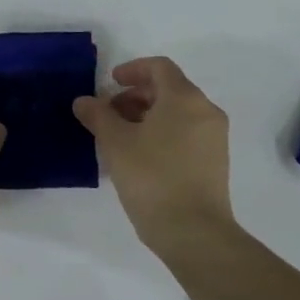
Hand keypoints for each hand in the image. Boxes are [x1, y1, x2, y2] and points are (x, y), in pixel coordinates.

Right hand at [73, 57, 233, 252]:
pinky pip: (186, 133)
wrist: (194, 233)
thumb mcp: (115, 143)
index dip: (132, 69)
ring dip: (147, 115)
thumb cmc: (152, 177)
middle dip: (136, 95)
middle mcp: (206, 111)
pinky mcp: (215, 162)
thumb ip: (98, 115)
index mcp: (185, 98)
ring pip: (177, 112)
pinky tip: (139, 156)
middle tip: (109, 113)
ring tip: (120, 137)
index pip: (159, 67)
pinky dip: (162, 132)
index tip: (110, 83)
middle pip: (169, 88)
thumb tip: (84, 101)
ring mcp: (214, 138)